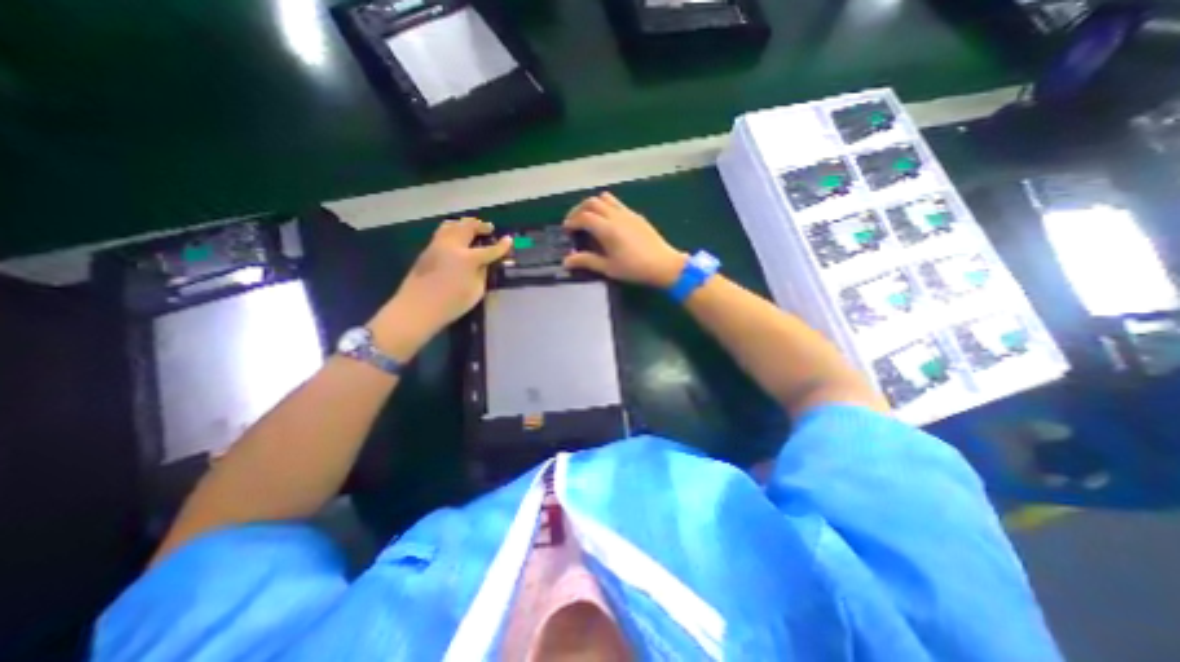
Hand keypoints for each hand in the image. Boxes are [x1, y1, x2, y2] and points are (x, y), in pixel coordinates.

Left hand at [373, 218, 511, 356]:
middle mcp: (452, 246)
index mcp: (467, 258)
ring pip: (452, 226)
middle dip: (480, 226)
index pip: (490, 249)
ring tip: (471, 227)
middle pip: (468, 228)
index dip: (501, 245)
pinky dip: (453, 229)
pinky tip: (456, 236)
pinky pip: (442, 232)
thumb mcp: (476, 291)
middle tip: (489, 228)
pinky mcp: (427, 250)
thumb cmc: (451, 304)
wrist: (417, 308)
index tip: (509, 239)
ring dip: (464, 224)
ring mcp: (437, 245)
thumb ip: (482, 273)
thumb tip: (484, 263)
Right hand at [560, 189, 682, 284]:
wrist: (664, 265)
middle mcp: (616, 216)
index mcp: (607, 229)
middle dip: (579, 210)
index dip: (572, 221)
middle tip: (574, 223)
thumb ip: (587, 261)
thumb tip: (567, 260)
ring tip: (589, 218)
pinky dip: (606, 207)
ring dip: (593, 205)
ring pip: (605, 198)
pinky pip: (617, 203)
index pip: (583, 217)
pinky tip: (607, 222)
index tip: (567, 230)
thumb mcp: (609, 268)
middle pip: (592, 202)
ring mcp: (628, 213)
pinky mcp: (636, 215)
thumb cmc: (635, 269)